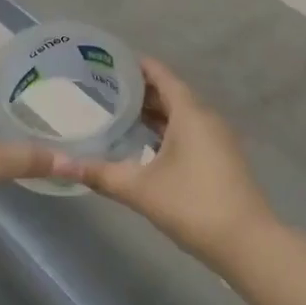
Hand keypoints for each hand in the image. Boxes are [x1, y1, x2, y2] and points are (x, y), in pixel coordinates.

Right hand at [57, 59, 278, 268]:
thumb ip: (99, 173)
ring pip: (180, 114)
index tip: (108, 60)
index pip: (161, 75)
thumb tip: (59, 163)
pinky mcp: (221, 158)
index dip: (136, 65)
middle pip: (170, 93)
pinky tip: (144, 144)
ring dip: (153, 111)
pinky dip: (166, 129)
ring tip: (118, 112)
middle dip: (140, 89)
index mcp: (190, 113)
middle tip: (103, 88)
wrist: (247, 244)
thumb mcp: (139, 188)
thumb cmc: (192, 205)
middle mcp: (206, 118)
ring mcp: (217, 139)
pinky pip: (189, 131)